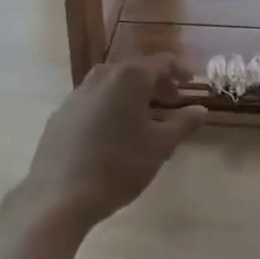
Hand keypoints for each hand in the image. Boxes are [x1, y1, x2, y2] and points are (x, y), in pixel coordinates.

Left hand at [11, 54, 206, 238]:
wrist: (58, 196)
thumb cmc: (118, 166)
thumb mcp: (160, 147)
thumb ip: (183, 124)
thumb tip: (201, 109)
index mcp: (129, 77)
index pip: (162, 62)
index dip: (180, 71)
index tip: (190, 84)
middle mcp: (102, 76)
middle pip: (136, 70)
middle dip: (156, 84)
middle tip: (171, 103)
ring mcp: (77, 94)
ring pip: (113, 85)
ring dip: (132, 96)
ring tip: (144, 121)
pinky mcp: (61, 114)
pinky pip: (93, 101)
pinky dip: (110, 108)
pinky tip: (113, 135)